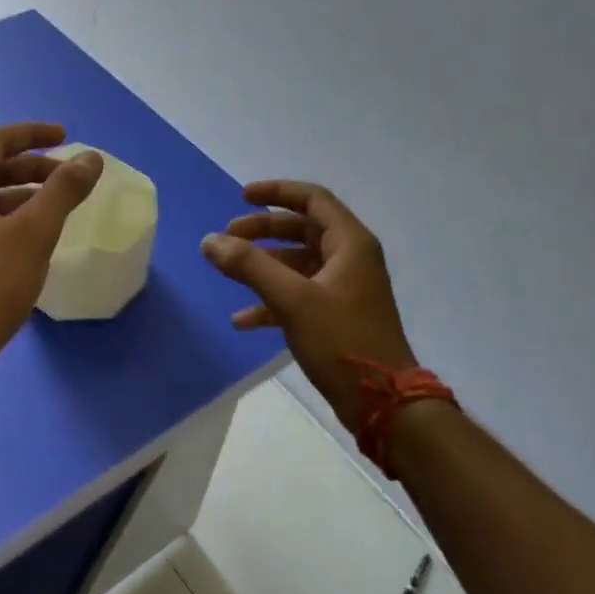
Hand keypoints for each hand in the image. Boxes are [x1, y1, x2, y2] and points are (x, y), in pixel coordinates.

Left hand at [0, 122, 103, 388]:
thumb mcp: (34, 233)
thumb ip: (64, 190)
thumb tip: (91, 158)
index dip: (34, 134)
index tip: (67, 136)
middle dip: (32, 168)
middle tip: (69, 178)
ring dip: (21, 195)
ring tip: (57, 207)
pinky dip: (7, 219)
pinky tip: (31, 238)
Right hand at [200, 181, 416, 431]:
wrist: (384, 402)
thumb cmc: (342, 341)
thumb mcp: (292, 300)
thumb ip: (249, 266)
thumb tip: (210, 240)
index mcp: (350, 243)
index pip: (312, 199)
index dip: (277, 192)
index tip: (242, 197)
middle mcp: (350, 259)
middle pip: (302, 229)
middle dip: (264, 231)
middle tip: (229, 236)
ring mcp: (345, 289)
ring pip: (298, 264)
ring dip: (264, 265)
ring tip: (229, 272)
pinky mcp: (337, 316)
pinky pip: (299, 296)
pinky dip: (271, 300)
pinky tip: (242, 320)